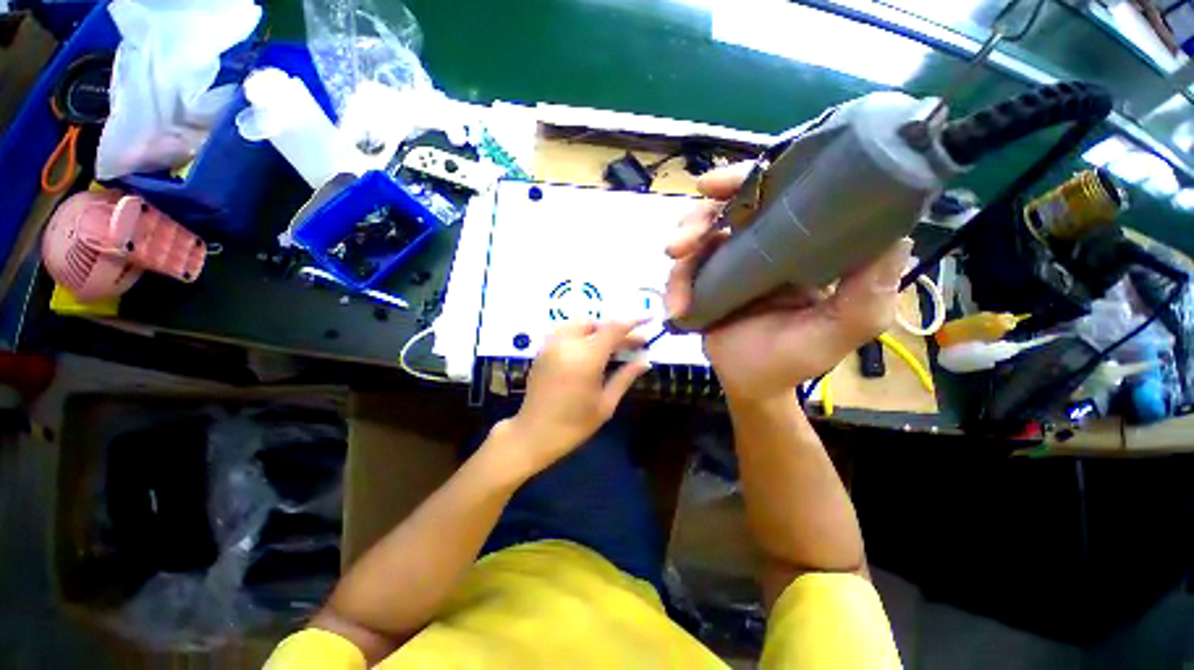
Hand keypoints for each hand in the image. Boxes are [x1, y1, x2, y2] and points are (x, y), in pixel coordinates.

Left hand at [500, 320, 650, 476]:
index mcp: (586, 357)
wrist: (534, 434)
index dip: (634, 321)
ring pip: (580, 324)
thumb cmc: (574, 424)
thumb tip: (645, 361)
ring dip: (599, 330)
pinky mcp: (542, 351)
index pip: (614, 328)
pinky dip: (582, 334)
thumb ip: (625, 377)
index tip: (649, 318)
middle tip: (634, 343)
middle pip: (597, 324)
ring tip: (612, 345)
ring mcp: (552, 345)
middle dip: (617, 330)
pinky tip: (589, 349)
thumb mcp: (606, 403)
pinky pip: (566, 332)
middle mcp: (568, 344)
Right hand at [665, 162, 912, 402]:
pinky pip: (683, 272)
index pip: (776, 194)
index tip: (718, 185)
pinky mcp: (706, 282)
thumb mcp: (842, 328)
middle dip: (698, 217)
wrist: (751, 385)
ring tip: (674, 263)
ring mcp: (729, 263)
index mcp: (800, 244)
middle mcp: (763, 245)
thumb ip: (867, 291)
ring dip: (682, 246)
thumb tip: (897, 234)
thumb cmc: (797, 358)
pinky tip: (677, 309)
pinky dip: (674, 285)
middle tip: (682, 240)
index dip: (747, 180)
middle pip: (726, 210)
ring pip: (698, 236)